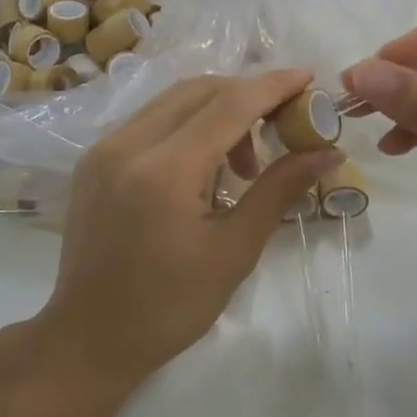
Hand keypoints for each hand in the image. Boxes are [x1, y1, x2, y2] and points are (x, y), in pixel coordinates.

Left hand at [37, 70, 343, 384]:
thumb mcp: (234, 250)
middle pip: (200, 90)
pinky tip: (205, 163)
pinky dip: (187, 124)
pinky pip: (150, 119)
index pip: (229, 104)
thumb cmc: (170, 306)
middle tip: (283, 124)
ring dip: (218, 110)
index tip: (309, 78)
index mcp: (163, 172)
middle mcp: (127, 145)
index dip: (273, 86)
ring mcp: (103, 148)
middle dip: (248, 96)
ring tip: (244, 162)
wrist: (88, 339)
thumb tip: (327, 152)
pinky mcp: (93, 159)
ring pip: (173, 100)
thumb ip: (279, 189)